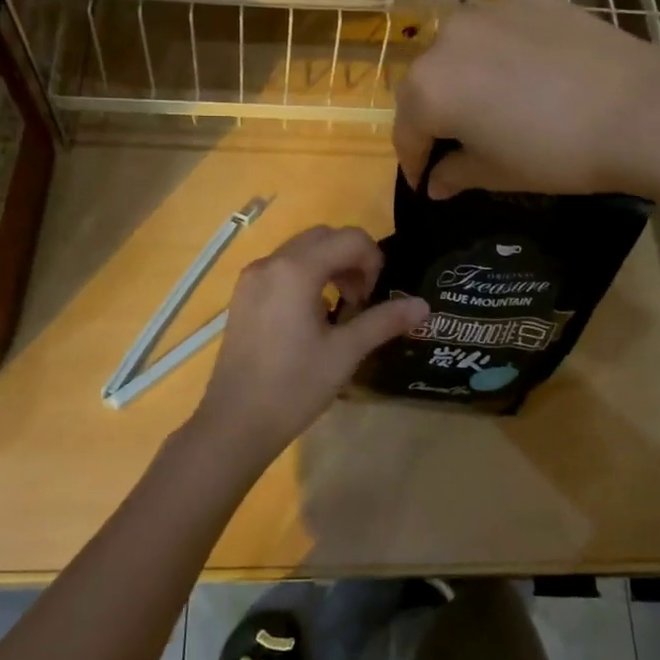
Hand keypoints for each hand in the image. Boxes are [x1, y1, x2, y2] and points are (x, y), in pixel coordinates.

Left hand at [193, 225, 427, 460]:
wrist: (235, 423)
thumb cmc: (294, 386)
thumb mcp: (345, 353)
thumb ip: (384, 321)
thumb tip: (423, 306)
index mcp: (296, 270)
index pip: (349, 238)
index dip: (372, 260)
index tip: (374, 297)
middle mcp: (271, 263)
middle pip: (323, 237)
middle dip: (351, 259)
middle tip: (361, 299)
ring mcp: (252, 278)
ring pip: (301, 250)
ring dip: (329, 266)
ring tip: (340, 308)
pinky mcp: (243, 295)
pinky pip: (281, 268)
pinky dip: (305, 276)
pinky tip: (311, 315)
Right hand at [393, 0, 659, 198]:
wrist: (640, 110)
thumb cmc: (556, 153)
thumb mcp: (497, 173)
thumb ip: (454, 173)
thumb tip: (435, 182)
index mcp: (428, 88)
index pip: (406, 132)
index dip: (413, 162)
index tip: (424, 182)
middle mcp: (446, 39)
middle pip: (427, 84)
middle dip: (434, 116)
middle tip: (457, 143)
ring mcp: (488, 10)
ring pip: (460, 50)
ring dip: (464, 77)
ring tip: (492, 102)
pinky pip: (498, 28)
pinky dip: (500, 51)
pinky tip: (528, 72)